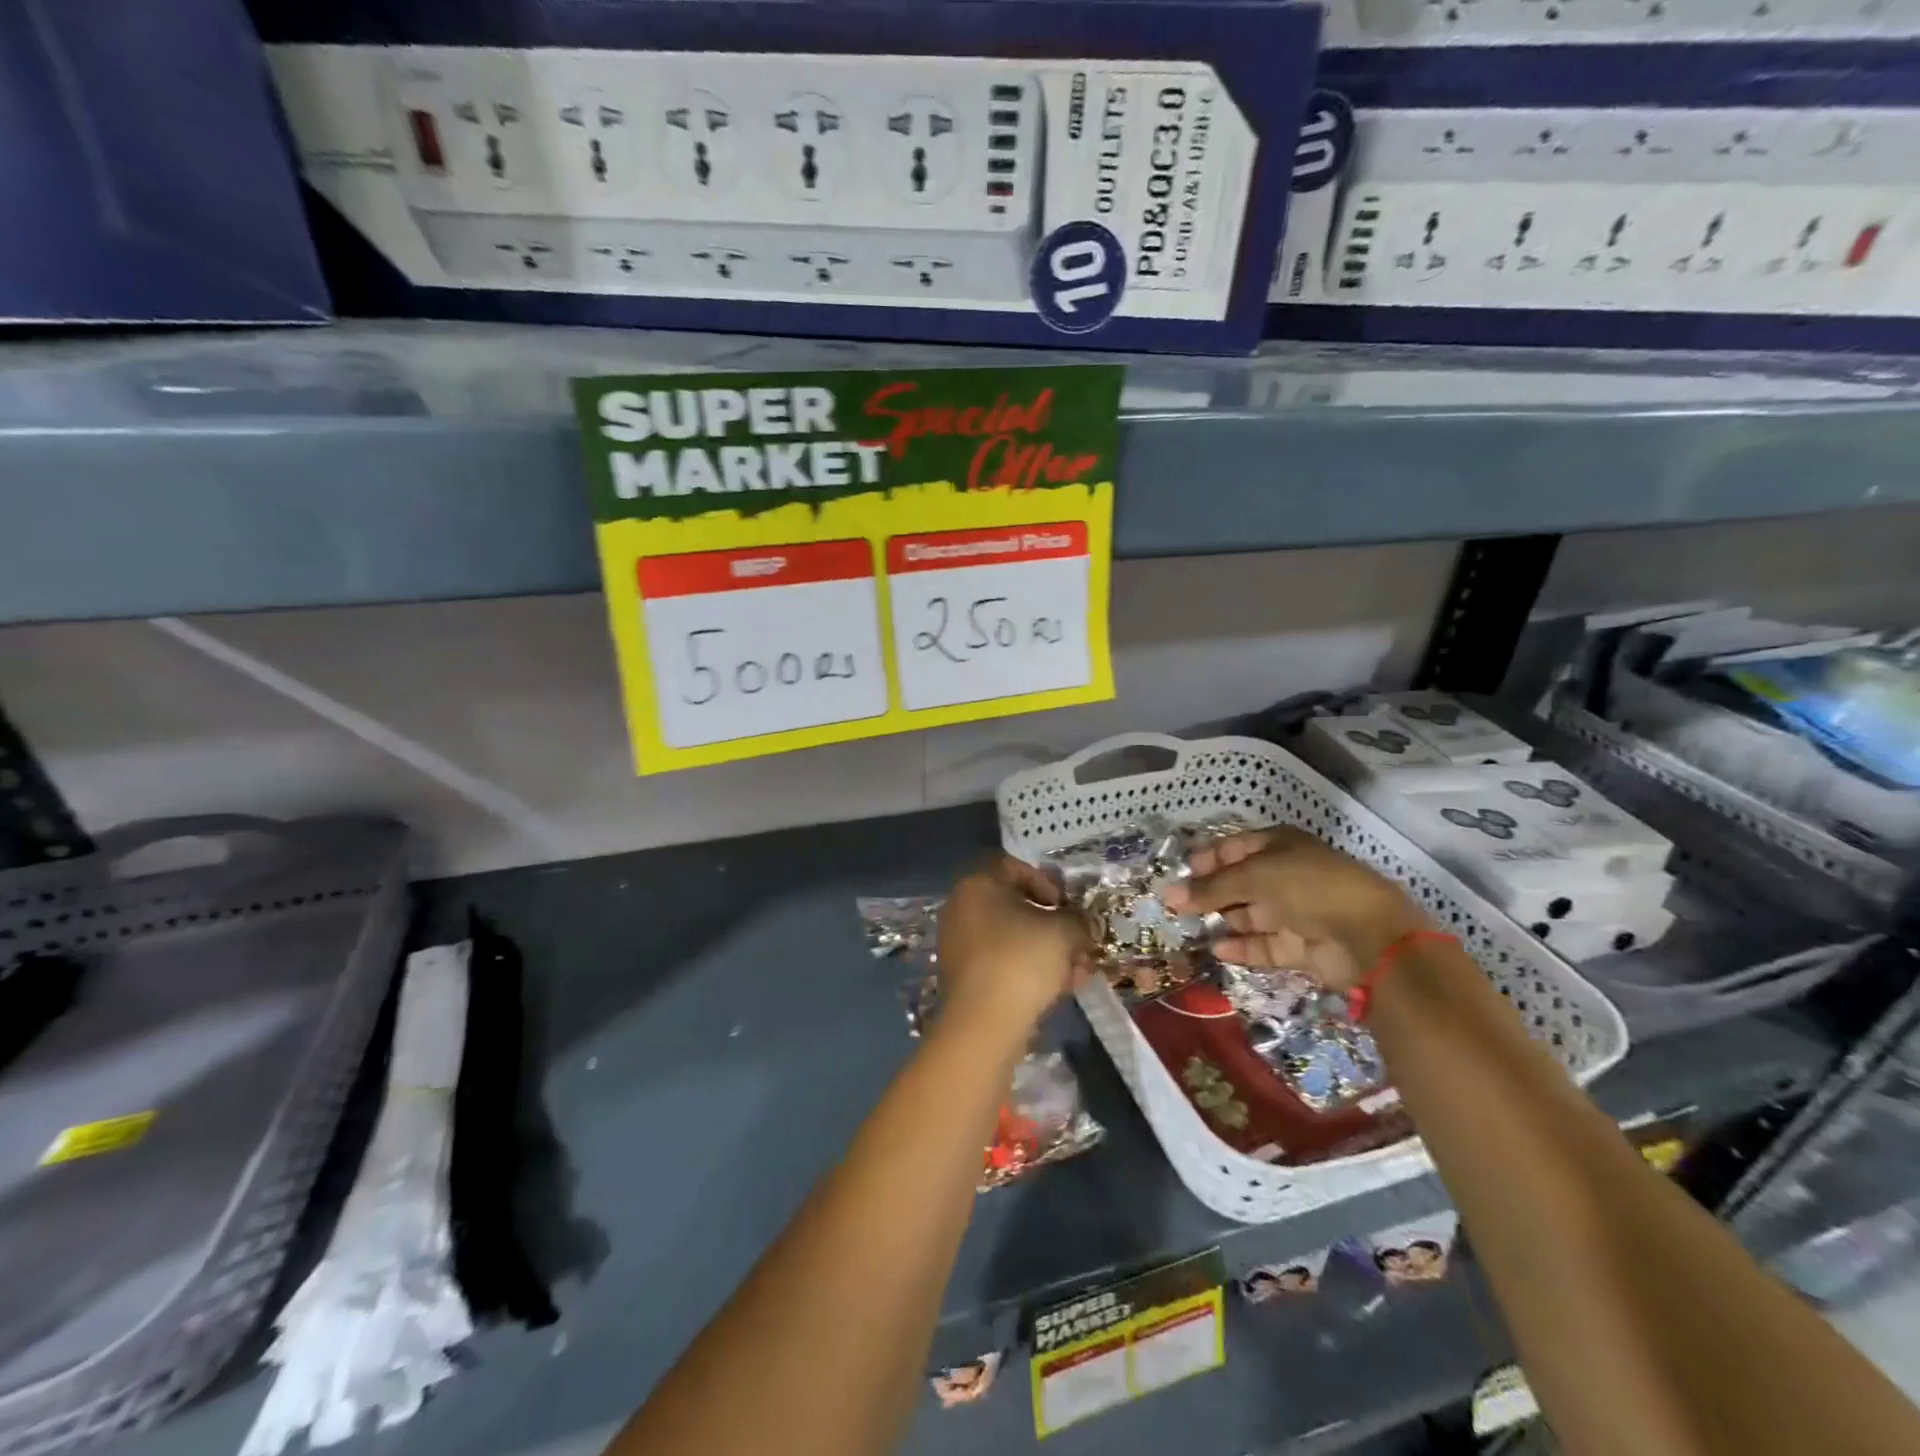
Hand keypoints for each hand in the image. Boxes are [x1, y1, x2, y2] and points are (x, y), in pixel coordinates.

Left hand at [937, 855, 1090, 1035]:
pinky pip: (1001, 963)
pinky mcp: (963, 977)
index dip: (1047, 882)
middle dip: (1051, 924)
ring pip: (1011, 938)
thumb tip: (1085, 925)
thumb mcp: (1064, 932)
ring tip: (1076, 971)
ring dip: (1045, 950)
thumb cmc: (1022, 959)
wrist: (984, 1022)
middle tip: (1076, 941)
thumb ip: (1079, 921)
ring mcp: (958, 944)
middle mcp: (960, 908)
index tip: (1066, 905)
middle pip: (1014, 906)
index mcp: (977, 884)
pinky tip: (1058, 989)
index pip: (1014, 868)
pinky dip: (1028, 970)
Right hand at [1164, 827, 1431, 990]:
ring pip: (1250, 915)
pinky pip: (1265, 945)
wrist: (1368, 936)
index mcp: (1281, 846)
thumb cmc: (1307, 888)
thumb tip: (1168, 895)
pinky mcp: (1302, 946)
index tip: (1180, 874)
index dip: (1207, 859)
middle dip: (1210, 893)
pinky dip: (1242, 947)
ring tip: (1189, 929)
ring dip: (1223, 921)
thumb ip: (1209, 888)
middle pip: (1240, 882)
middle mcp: (1288, 875)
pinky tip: (1217, 950)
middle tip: (1176, 906)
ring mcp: (1296, 912)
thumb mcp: (1252, 877)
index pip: (1235, 847)